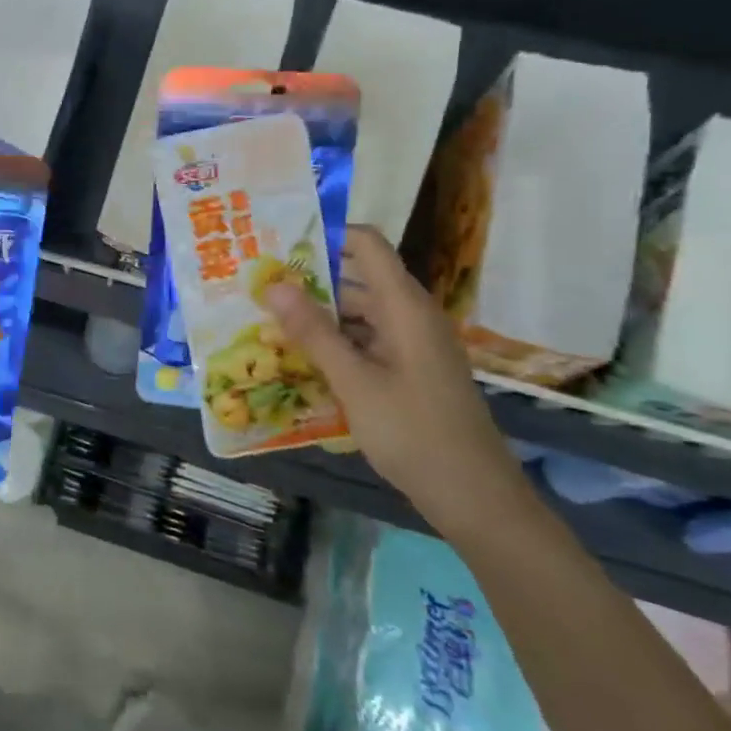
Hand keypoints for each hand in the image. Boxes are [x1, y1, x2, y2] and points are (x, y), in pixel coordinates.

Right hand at [262, 226, 527, 531]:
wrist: (473, 496)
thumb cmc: (414, 432)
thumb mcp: (354, 382)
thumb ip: (313, 332)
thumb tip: (272, 284)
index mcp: (405, 306)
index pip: (366, 244)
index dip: (326, 234)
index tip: (278, 241)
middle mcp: (410, 315)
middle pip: (357, 277)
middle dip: (309, 278)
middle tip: (257, 283)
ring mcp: (411, 344)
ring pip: (358, 312)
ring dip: (317, 313)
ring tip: (266, 317)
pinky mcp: (407, 369)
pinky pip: (365, 340)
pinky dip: (334, 341)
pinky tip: (299, 355)